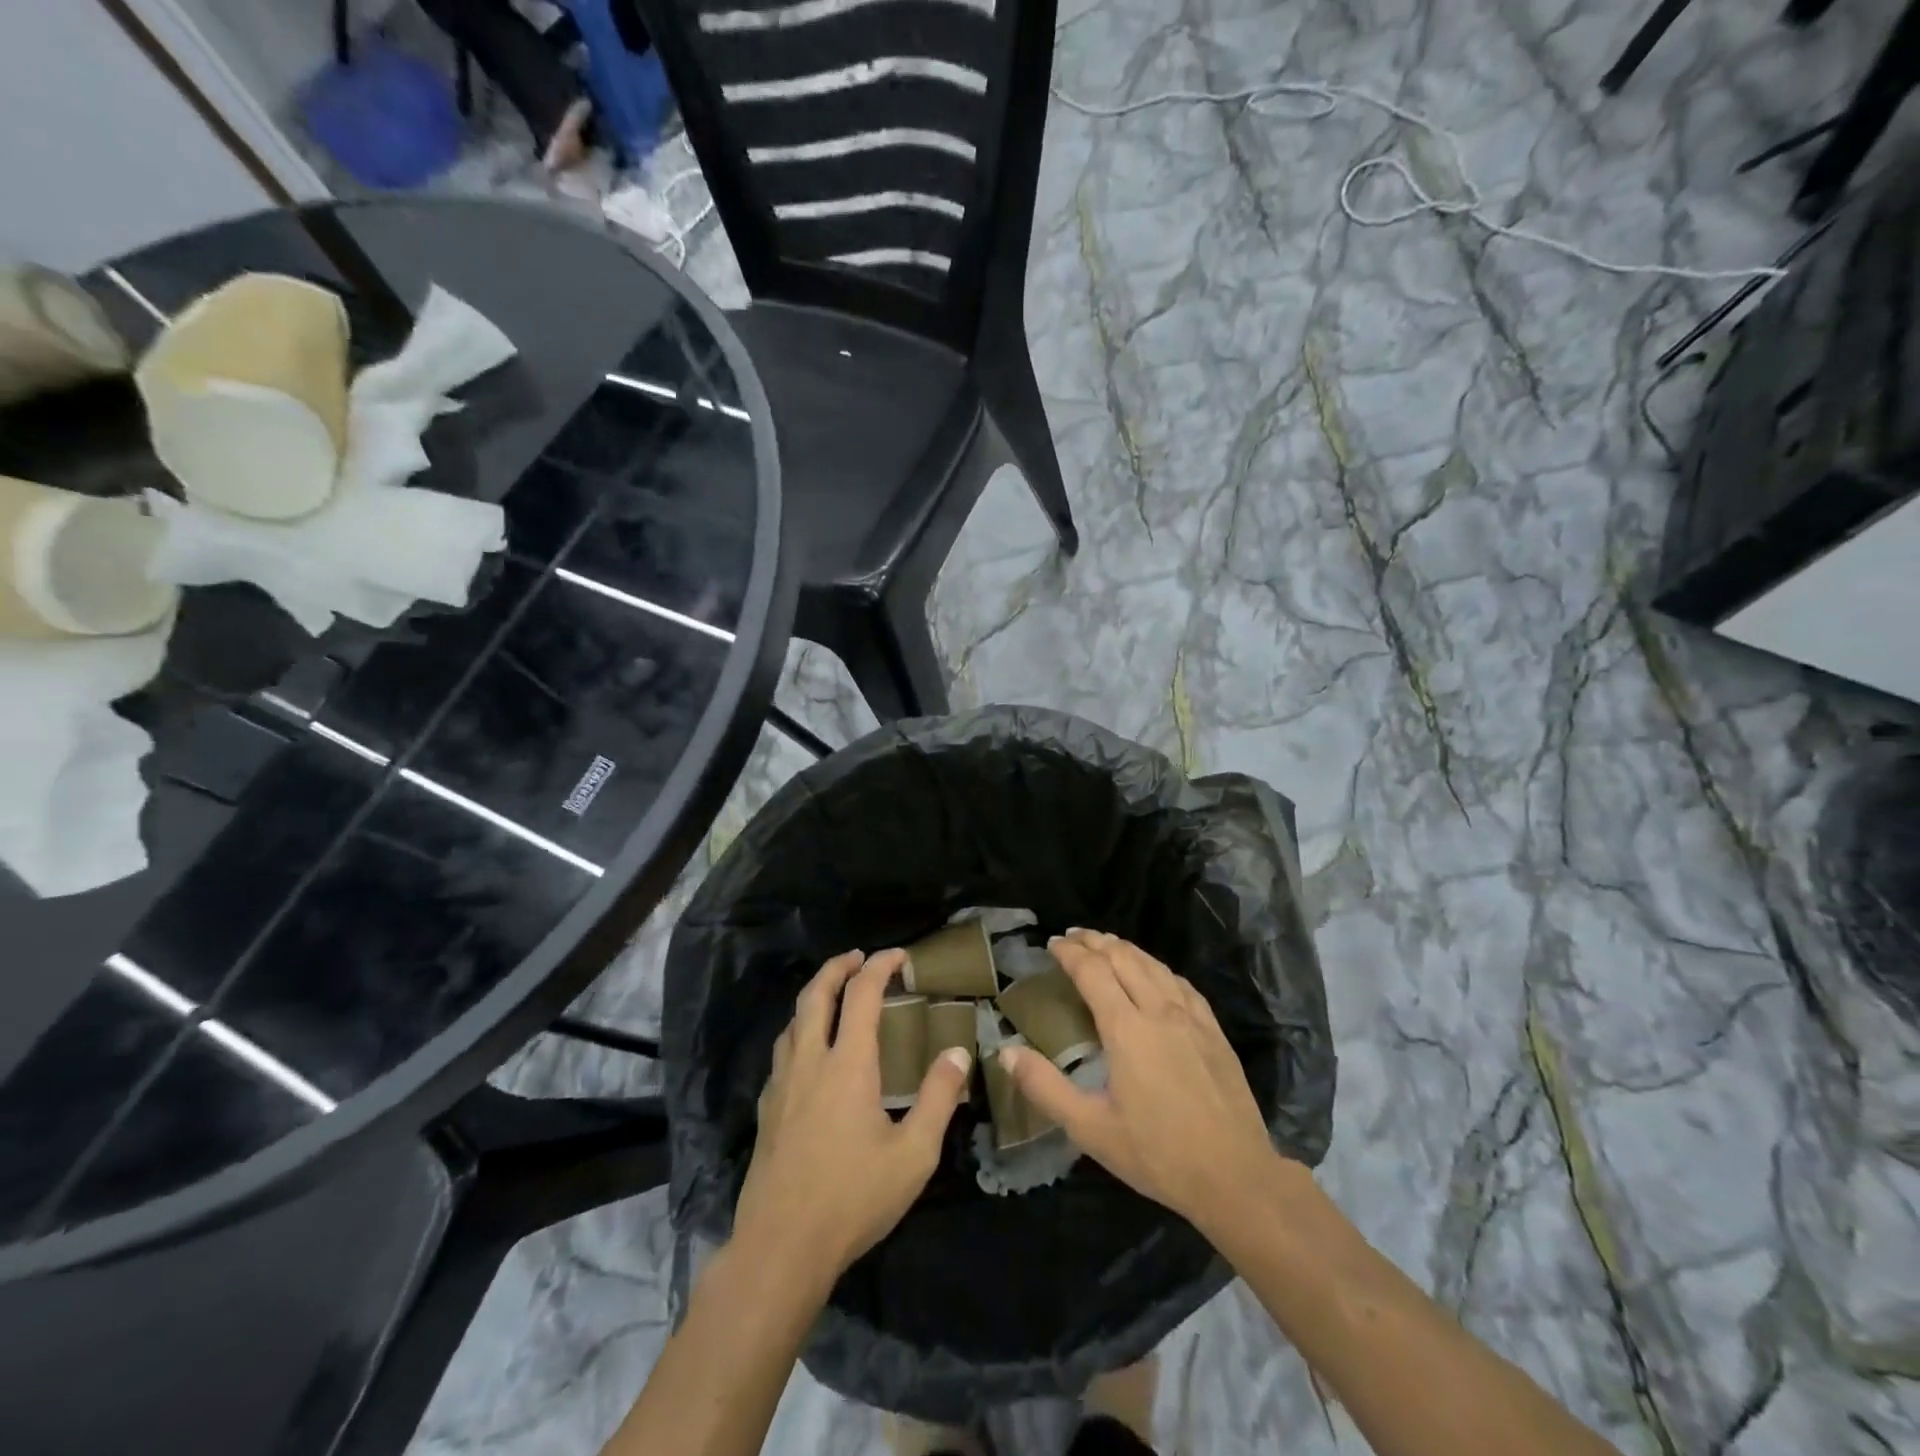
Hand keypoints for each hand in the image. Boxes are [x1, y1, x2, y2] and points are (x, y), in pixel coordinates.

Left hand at [733, 949, 972, 1280]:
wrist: (780, 1247)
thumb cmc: (853, 1198)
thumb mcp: (913, 1154)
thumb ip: (938, 1099)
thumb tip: (958, 1052)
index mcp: (847, 1064)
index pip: (861, 994)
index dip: (880, 966)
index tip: (899, 955)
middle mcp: (810, 1061)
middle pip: (816, 994)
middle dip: (837, 967)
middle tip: (857, 958)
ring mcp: (782, 1085)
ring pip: (793, 1021)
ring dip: (814, 996)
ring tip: (834, 997)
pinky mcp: (766, 1109)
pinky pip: (782, 1052)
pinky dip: (800, 1031)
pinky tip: (810, 1054)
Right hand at [1001, 930, 1281, 1229]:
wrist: (1236, 1176)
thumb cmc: (1157, 1154)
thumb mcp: (1090, 1129)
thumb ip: (1045, 1088)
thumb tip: (1006, 1052)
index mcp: (1126, 1028)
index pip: (1092, 971)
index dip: (1070, 952)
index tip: (1052, 944)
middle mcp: (1159, 1010)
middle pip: (1123, 957)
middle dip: (1094, 941)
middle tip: (1072, 937)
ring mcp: (1191, 1017)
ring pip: (1153, 964)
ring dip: (1124, 948)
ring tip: (1105, 944)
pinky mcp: (1213, 1030)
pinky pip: (1180, 982)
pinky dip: (1157, 967)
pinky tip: (1153, 973)